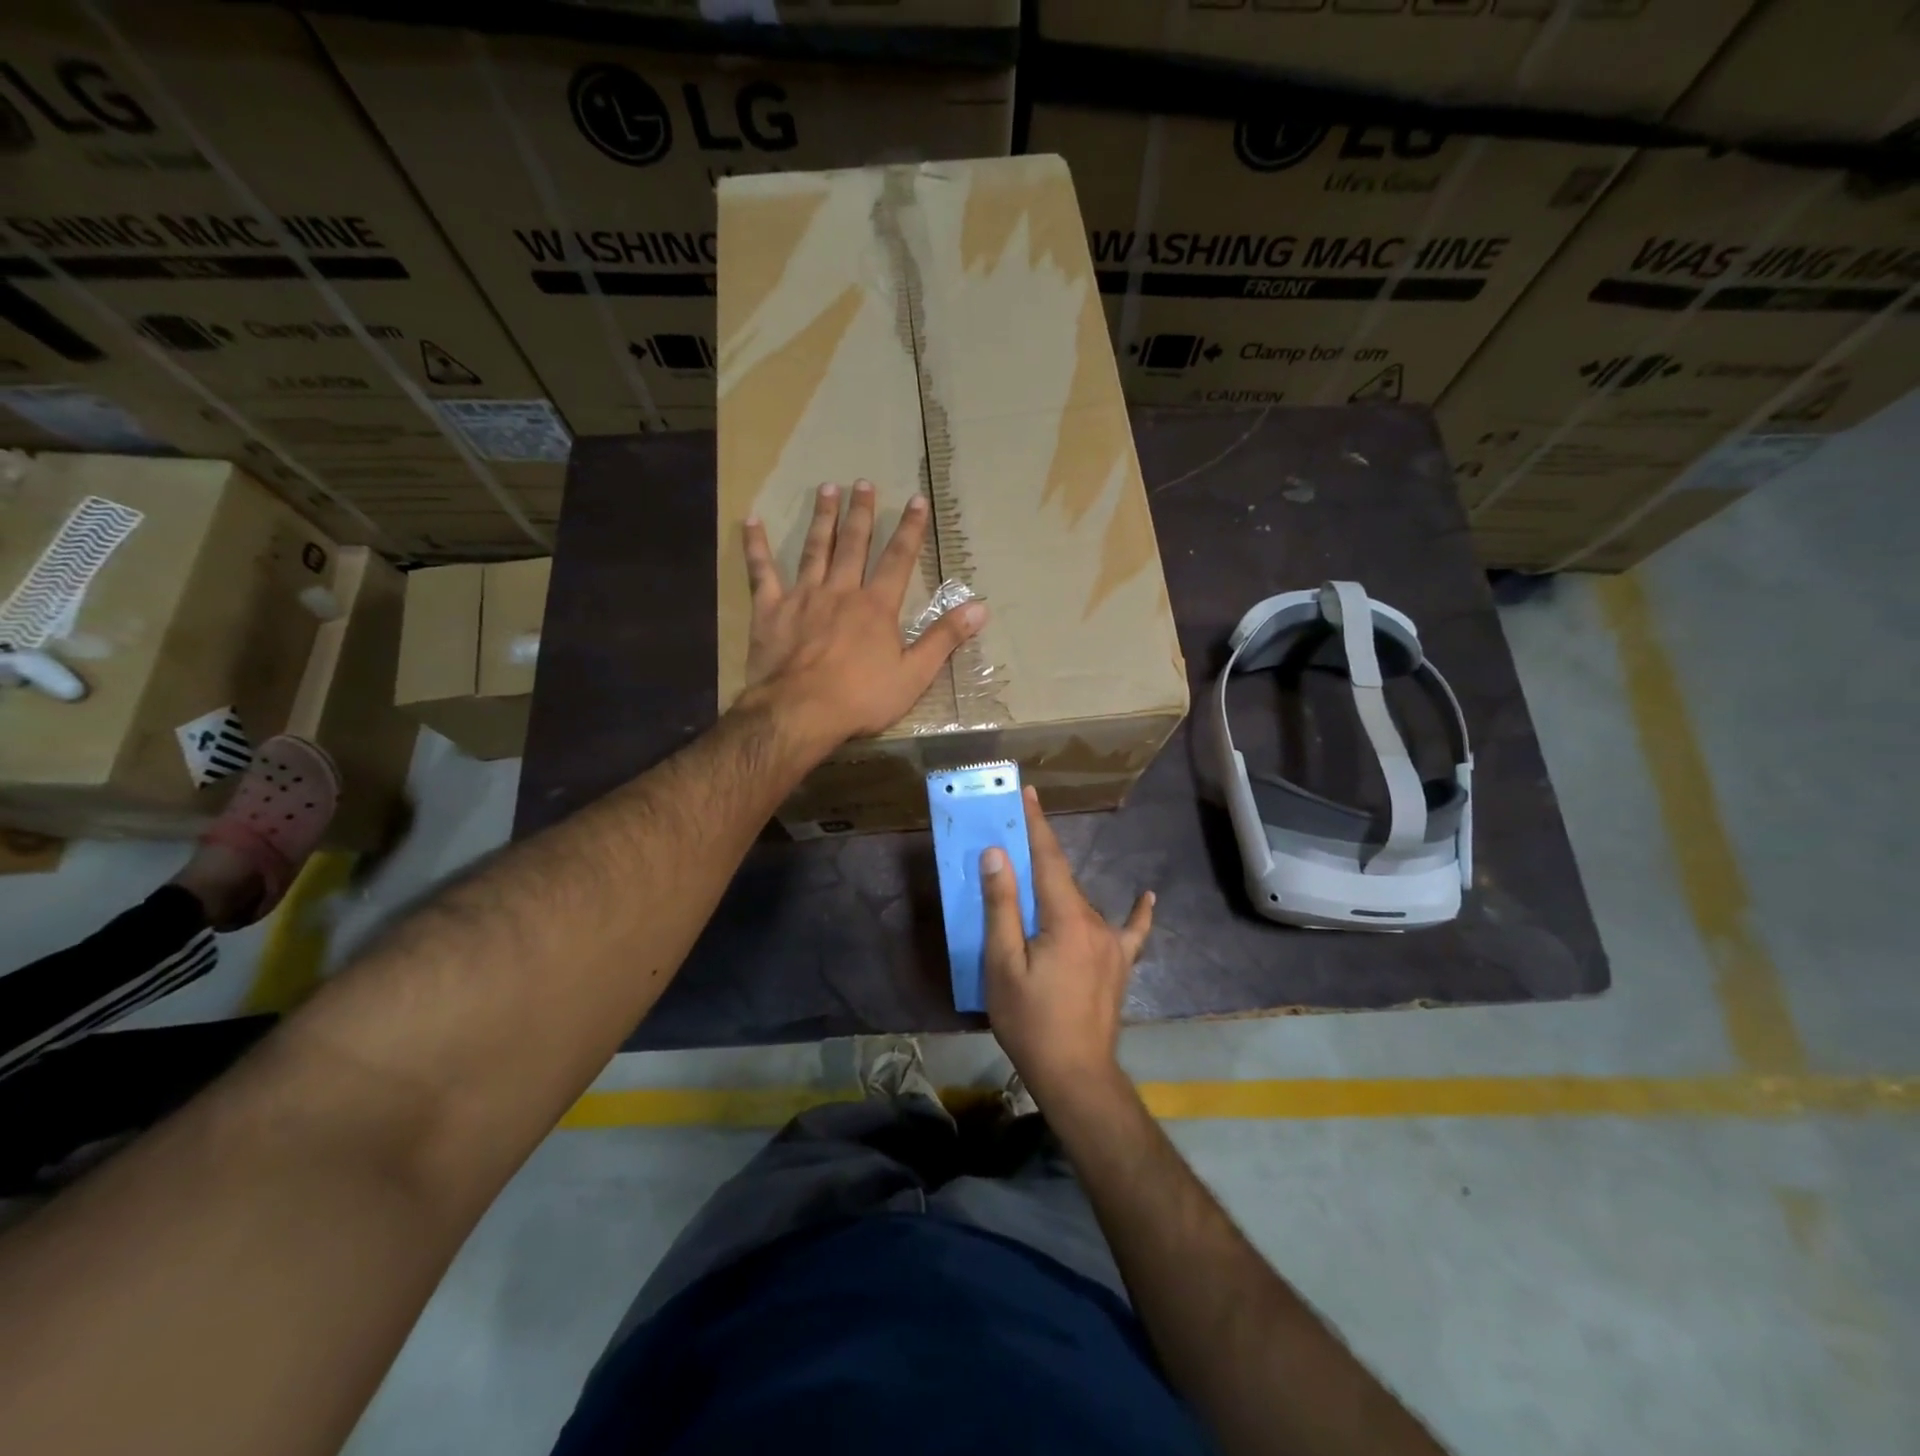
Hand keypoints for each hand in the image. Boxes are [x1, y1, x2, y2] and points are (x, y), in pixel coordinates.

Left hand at [741, 480, 985, 743]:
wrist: (800, 712)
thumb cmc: (861, 698)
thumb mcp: (914, 675)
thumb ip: (944, 639)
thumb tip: (981, 608)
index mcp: (876, 607)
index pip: (899, 559)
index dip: (910, 529)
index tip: (916, 500)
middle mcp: (841, 591)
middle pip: (854, 545)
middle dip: (861, 513)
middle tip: (863, 483)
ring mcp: (802, 597)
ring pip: (814, 549)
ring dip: (822, 519)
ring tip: (826, 490)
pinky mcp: (770, 610)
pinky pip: (761, 572)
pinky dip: (756, 546)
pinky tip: (752, 521)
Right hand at [981, 786, 1153, 1107]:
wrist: (1076, 1076)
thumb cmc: (1031, 1022)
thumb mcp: (1004, 966)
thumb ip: (1002, 908)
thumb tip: (997, 855)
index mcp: (1066, 918)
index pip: (1049, 859)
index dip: (1037, 825)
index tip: (1030, 793)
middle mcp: (1096, 923)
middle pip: (1062, 880)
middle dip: (1038, 856)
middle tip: (1013, 838)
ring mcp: (1113, 946)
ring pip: (1080, 904)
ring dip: (1057, 888)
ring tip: (1035, 878)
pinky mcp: (1120, 966)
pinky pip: (1130, 932)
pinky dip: (1137, 913)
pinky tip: (1148, 897)